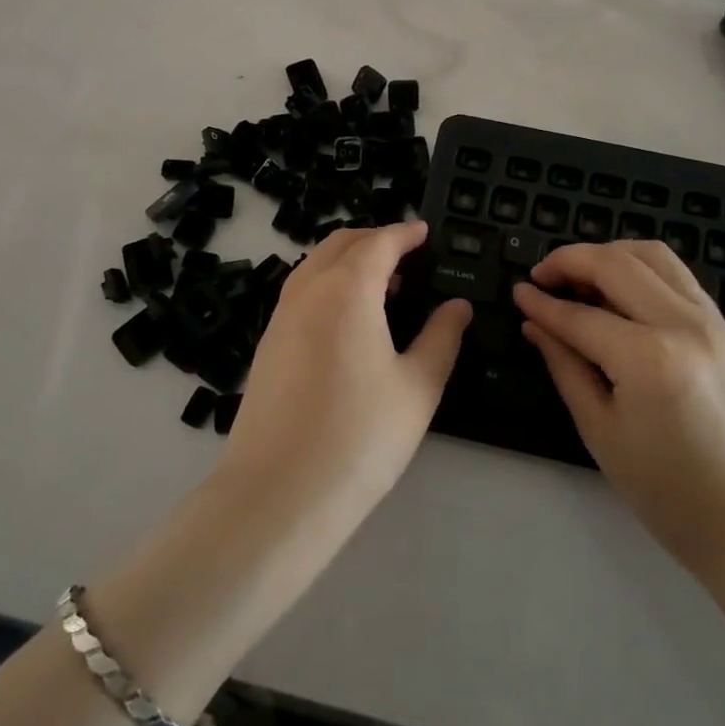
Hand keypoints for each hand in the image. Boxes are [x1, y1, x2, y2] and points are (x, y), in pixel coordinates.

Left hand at [223, 222, 471, 521]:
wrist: (277, 494)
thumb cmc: (360, 436)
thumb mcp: (418, 387)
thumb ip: (441, 337)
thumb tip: (458, 305)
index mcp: (348, 289)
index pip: (379, 242)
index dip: (405, 232)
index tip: (424, 231)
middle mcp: (308, 291)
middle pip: (341, 243)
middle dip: (374, 238)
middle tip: (406, 254)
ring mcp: (280, 317)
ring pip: (315, 265)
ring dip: (348, 260)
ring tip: (381, 285)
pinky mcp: (266, 345)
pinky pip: (300, 292)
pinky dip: (328, 284)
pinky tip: (347, 320)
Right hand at [513, 240, 724, 577]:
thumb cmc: (671, 493)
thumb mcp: (602, 433)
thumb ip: (566, 367)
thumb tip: (535, 325)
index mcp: (647, 358)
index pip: (580, 316)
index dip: (542, 303)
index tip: (517, 291)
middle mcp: (682, 323)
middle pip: (615, 264)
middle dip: (570, 260)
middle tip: (541, 276)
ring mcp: (711, 320)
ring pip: (652, 254)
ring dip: (608, 254)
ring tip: (581, 276)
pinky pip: (677, 275)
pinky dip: (641, 267)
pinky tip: (621, 290)